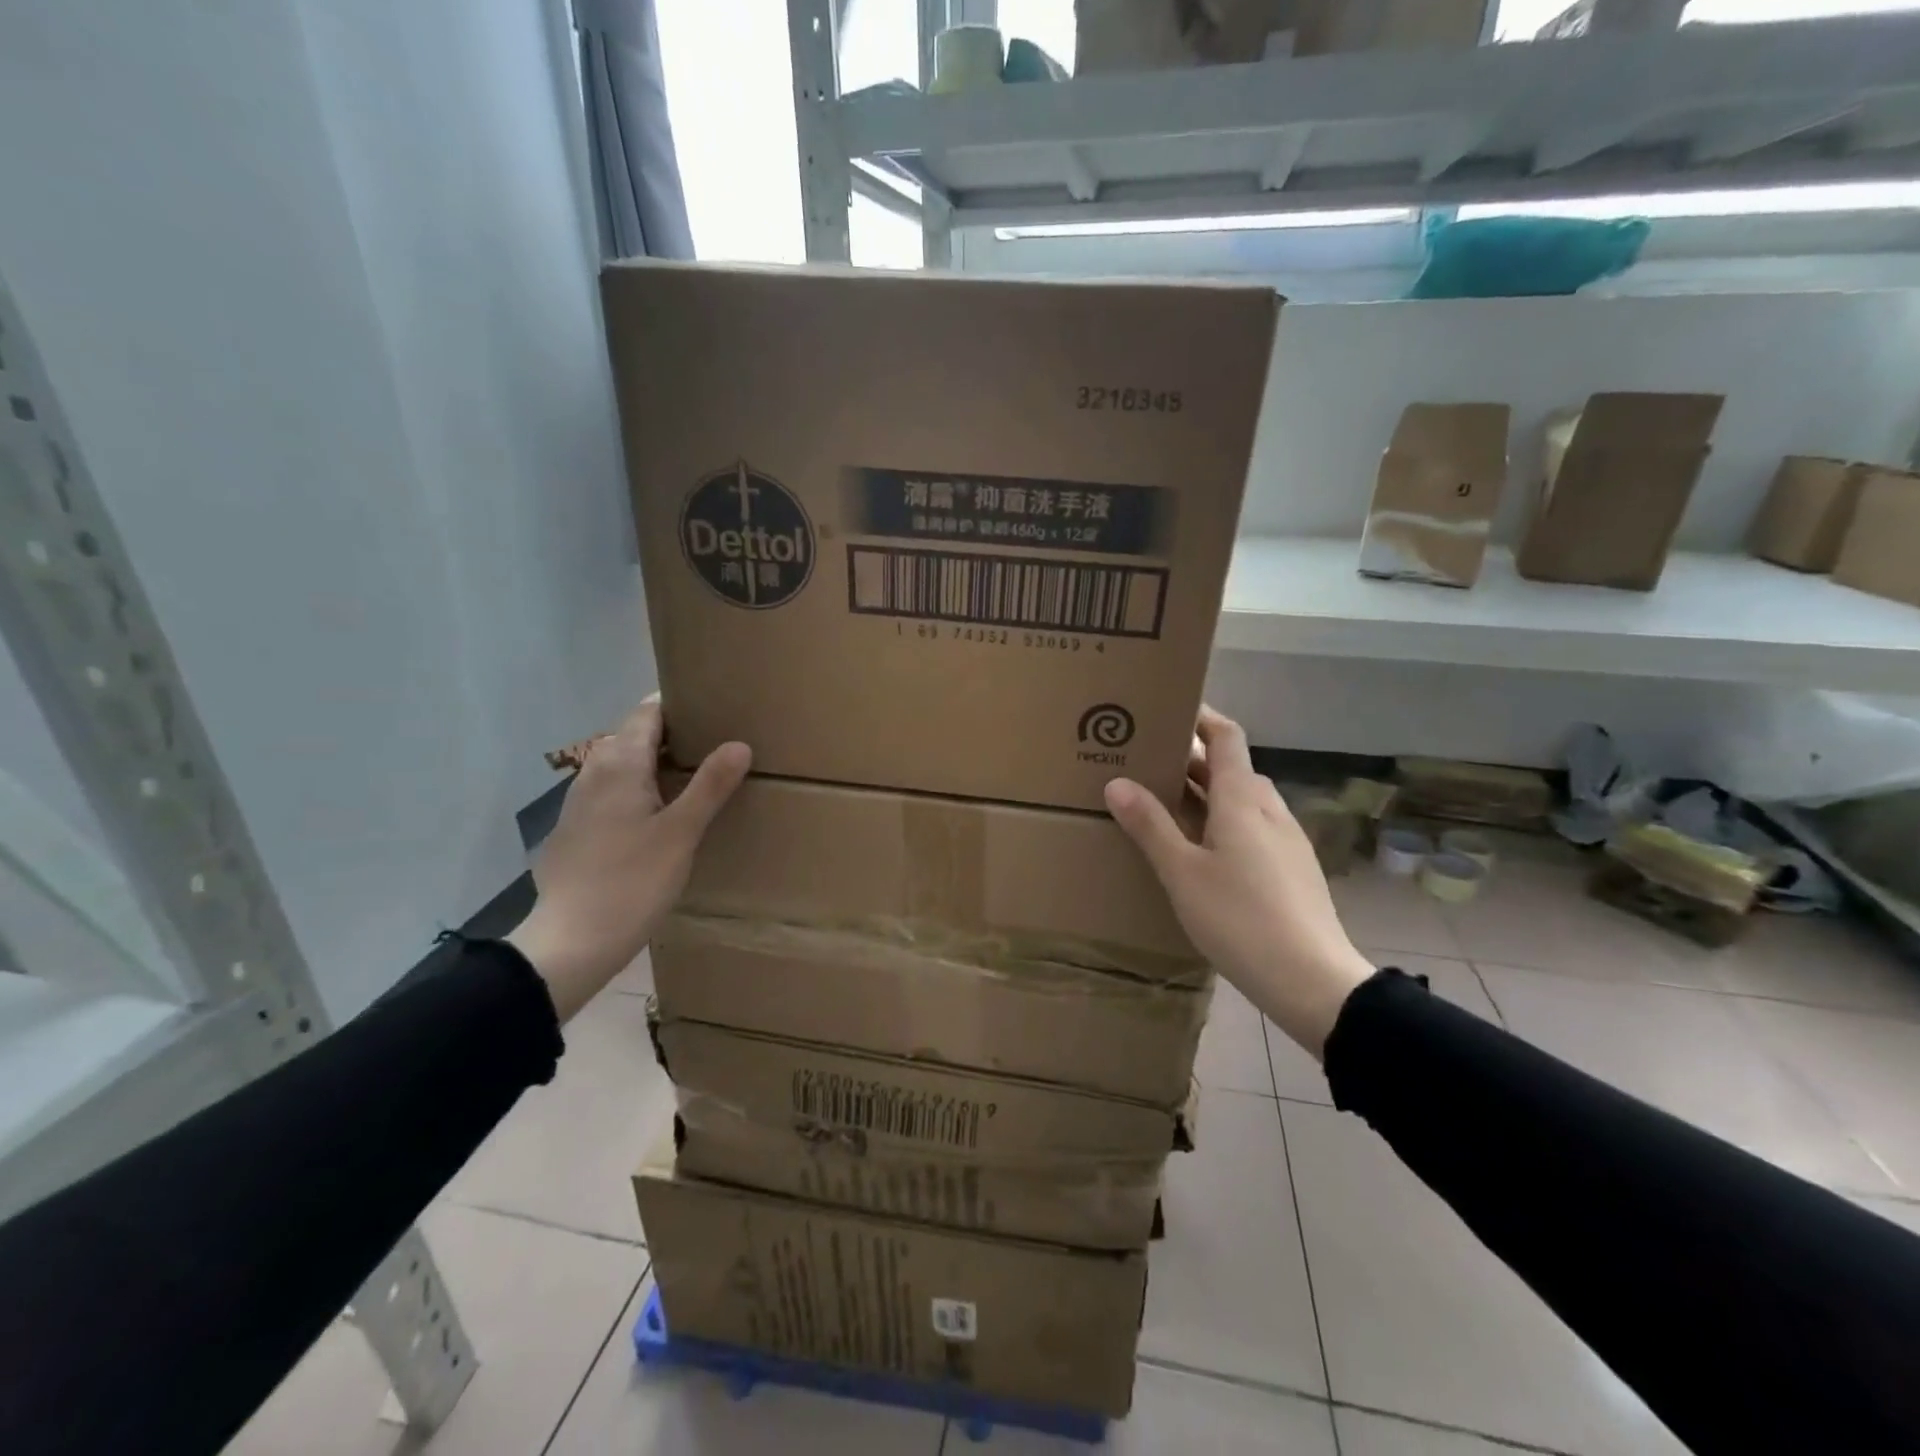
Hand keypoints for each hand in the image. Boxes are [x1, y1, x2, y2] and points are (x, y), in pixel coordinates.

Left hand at [508, 698, 749, 1022]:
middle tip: (713, 744)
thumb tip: (739, 743)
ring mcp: (578, 802)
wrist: (571, 941)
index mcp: (619, 764)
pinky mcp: (575, 829)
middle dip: (669, 734)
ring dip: (652, 763)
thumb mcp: (681, 833)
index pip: (646, 713)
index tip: (712, 709)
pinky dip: (636, 790)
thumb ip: (710, 785)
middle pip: (632, 736)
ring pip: (620, 765)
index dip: (678, 706)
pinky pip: (610, 792)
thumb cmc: (632, 881)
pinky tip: (658, 817)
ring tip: (692, 777)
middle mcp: (593, 773)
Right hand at [1104, 707, 1372, 1059]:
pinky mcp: (1294, 868)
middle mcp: (1269, 809)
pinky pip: (1254, 827)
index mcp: (1242, 800)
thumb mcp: (1182, 872)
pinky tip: (1205, 852)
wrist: (1312, 980)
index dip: (1201, 717)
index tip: (1168, 710)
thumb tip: (1117, 782)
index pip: (1226, 737)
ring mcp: (1288, 839)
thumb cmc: (1239, 918)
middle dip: (1193, 761)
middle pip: (1232, 768)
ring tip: (1170, 807)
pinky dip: (1225, 822)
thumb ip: (1150, 825)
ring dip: (1209, 793)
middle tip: (1150, 764)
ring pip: (1244, 800)